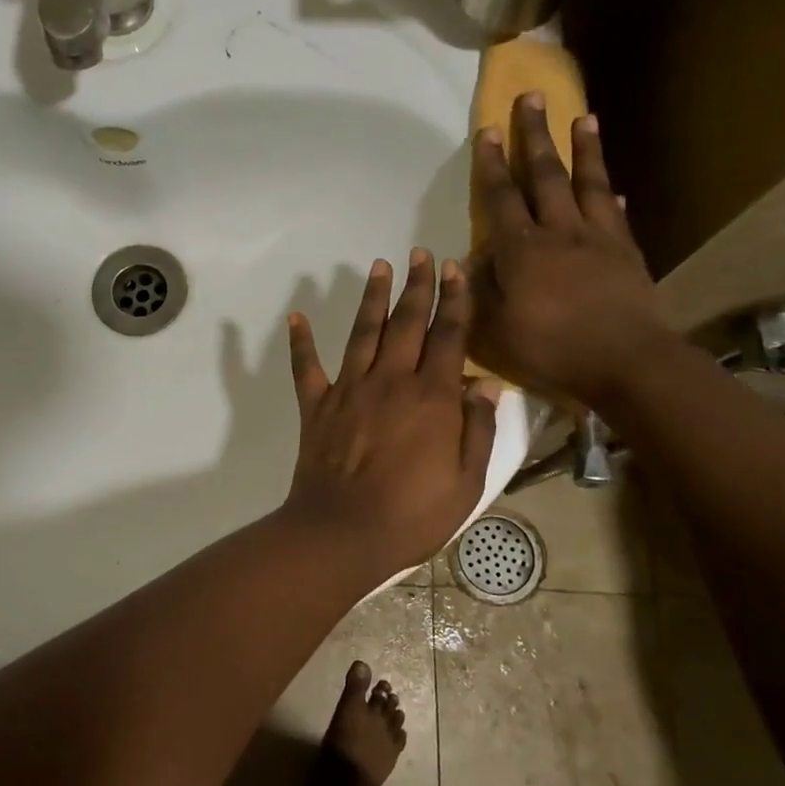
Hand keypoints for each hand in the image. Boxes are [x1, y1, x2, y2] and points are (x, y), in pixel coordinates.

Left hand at [281, 250, 498, 578]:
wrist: (344, 532)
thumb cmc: (413, 514)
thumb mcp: (466, 481)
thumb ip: (477, 429)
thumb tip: (487, 384)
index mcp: (431, 397)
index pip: (448, 336)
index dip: (454, 300)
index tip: (456, 269)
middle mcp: (390, 381)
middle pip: (407, 323)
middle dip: (417, 285)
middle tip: (421, 253)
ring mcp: (349, 389)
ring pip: (363, 332)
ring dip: (372, 297)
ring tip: (379, 266)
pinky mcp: (317, 405)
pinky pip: (307, 367)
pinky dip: (300, 342)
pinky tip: (296, 317)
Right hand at [469, 96, 670, 406]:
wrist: (626, 363)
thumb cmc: (553, 349)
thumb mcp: (497, 328)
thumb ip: (482, 289)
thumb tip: (475, 256)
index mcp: (522, 249)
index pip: (501, 197)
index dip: (491, 163)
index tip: (486, 129)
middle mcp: (560, 231)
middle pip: (545, 174)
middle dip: (535, 134)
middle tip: (531, 96)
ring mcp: (598, 238)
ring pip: (588, 183)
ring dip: (584, 148)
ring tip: (583, 116)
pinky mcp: (627, 253)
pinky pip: (617, 215)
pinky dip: (611, 196)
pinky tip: (613, 186)